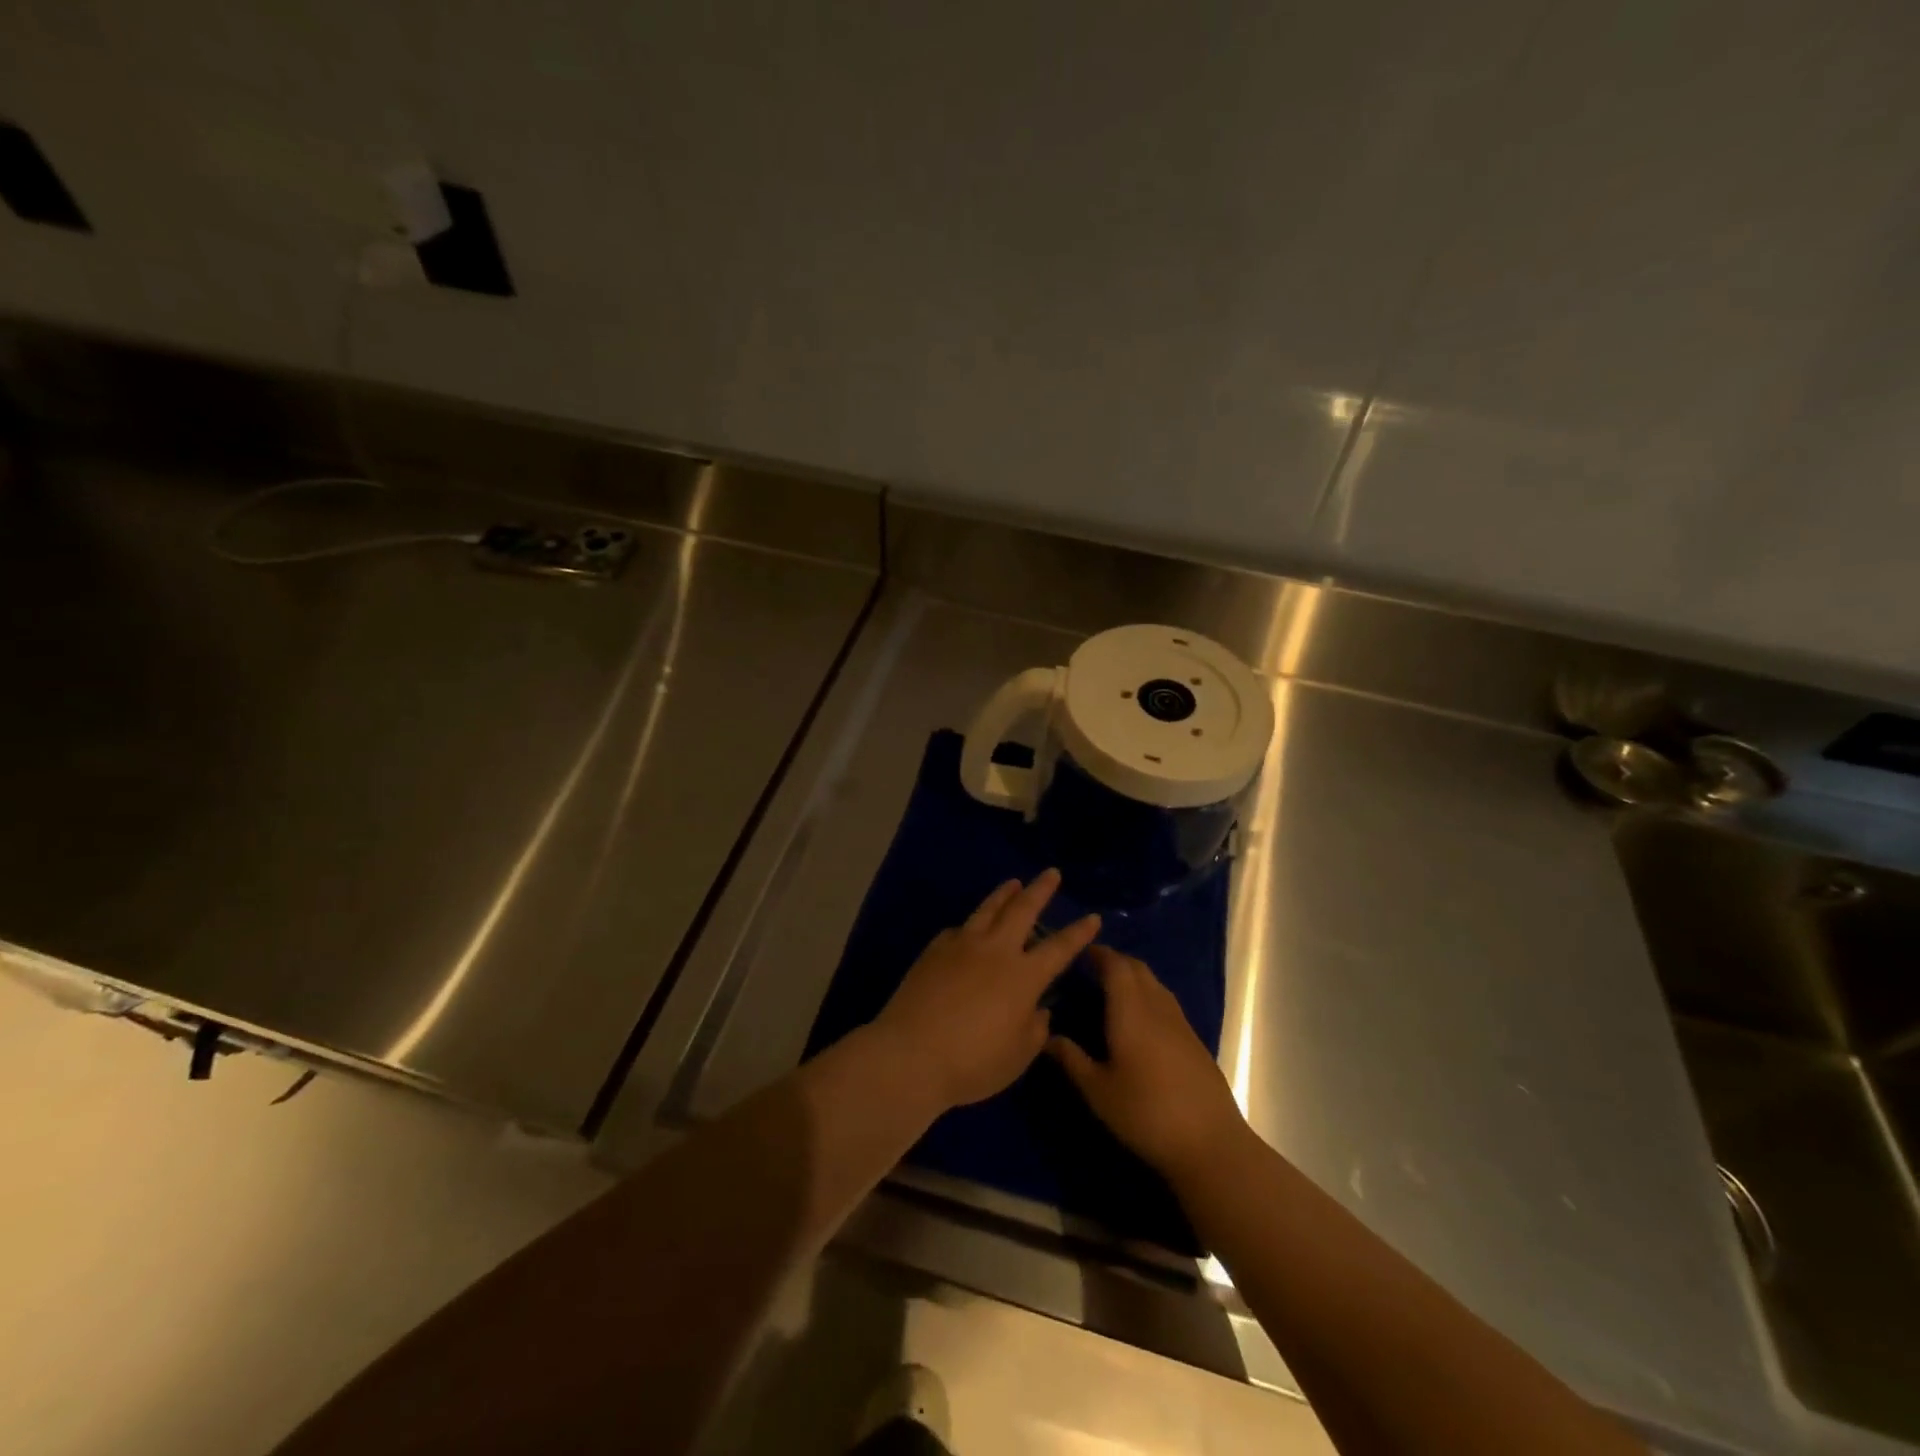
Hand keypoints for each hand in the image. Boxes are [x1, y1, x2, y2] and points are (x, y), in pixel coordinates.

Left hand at [874, 870, 1099, 1112]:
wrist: (911, 1054)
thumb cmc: (973, 1062)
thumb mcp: (1017, 1056)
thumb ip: (1035, 1029)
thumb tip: (1039, 1009)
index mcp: (1024, 976)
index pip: (1059, 948)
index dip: (1078, 932)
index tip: (1093, 916)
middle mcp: (996, 951)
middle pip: (1023, 910)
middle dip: (1040, 890)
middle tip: (1051, 873)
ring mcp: (962, 945)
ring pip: (988, 909)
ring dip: (1004, 894)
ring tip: (1013, 883)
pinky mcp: (935, 949)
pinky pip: (959, 929)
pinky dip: (971, 924)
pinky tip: (970, 926)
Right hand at [1048, 946, 1248, 1180]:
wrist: (1210, 1143)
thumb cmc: (1146, 1113)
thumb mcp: (1098, 1091)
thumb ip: (1071, 1059)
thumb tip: (1045, 1036)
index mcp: (1131, 1011)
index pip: (1115, 966)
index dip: (1098, 954)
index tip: (1080, 952)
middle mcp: (1157, 1007)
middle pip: (1137, 969)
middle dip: (1115, 961)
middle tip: (1091, 967)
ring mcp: (1180, 1022)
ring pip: (1154, 983)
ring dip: (1133, 976)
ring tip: (1112, 988)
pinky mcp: (1194, 1040)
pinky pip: (1166, 1001)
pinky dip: (1148, 995)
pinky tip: (1139, 1019)